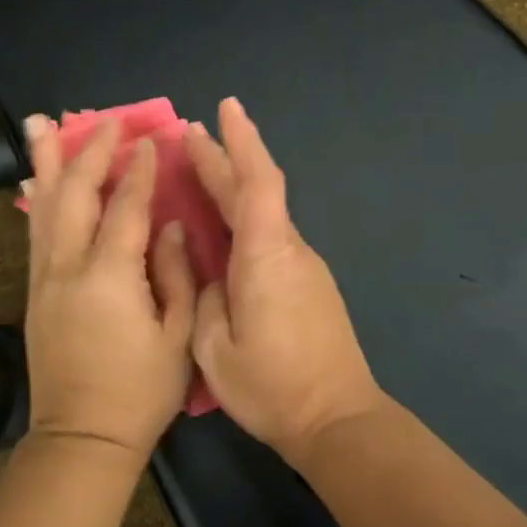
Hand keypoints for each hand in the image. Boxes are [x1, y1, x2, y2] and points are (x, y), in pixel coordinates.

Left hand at [21, 115, 196, 460]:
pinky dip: (37, 201)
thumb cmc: (140, 392)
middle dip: (90, 153)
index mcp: (110, 277)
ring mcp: (45, 279)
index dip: (138, 172)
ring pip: (44, 207)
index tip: (148, 140)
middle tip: (104, 121)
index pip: (125, 208)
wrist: (83, 437)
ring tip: (41, 124)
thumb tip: (172, 227)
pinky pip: (35, 234)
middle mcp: (69, 268)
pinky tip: (36, 181)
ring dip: (46, 163)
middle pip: (75, 195)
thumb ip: (177, 275)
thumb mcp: (177, 338)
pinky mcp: (34, 293)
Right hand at [186, 98, 385, 465]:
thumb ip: (202, 298)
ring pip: (265, 214)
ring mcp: (304, 267)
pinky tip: (222, 228)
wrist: (337, 419)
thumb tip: (204, 270)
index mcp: (265, 257)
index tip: (225, 107)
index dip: (241, 141)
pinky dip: (243, 218)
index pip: (257, 183)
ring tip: (198, 172)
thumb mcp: (212, 348)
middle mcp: (289, 251)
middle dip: (225, 158)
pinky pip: (270, 237)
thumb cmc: (271, 386)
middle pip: (258, 191)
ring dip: (233, 187)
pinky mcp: (308, 285)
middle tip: (189, 135)